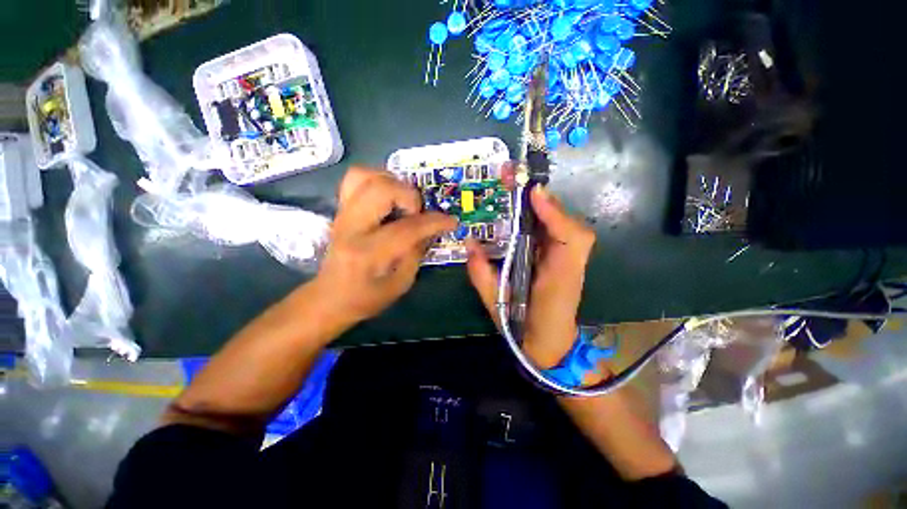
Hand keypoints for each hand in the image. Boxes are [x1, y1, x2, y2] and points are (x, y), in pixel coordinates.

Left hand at [314, 167, 456, 324]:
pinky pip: (356, 180)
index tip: (451, 221)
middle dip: (410, 196)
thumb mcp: (401, 283)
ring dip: (393, 183)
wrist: (330, 297)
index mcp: (369, 253)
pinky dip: (377, 180)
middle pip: (381, 189)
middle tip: (417, 213)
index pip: (407, 228)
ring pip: (365, 176)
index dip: (435, 222)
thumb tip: (430, 229)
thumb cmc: (367, 297)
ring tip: (403, 201)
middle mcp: (352, 227)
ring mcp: (342, 214)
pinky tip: (389, 197)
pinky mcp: (340, 210)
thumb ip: (417, 252)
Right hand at [467, 185, 595, 368]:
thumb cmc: (524, 329)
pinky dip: (547, 220)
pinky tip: (528, 214)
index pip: (570, 241)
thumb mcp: (496, 304)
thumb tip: (470, 243)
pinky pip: (560, 235)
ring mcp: (572, 264)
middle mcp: (571, 267)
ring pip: (568, 228)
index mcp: (558, 281)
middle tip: (519, 183)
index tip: (534, 193)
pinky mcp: (567, 262)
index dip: (555, 215)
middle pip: (572, 228)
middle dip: (547, 203)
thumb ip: (482, 275)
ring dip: (546, 209)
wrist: (551, 346)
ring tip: (520, 194)